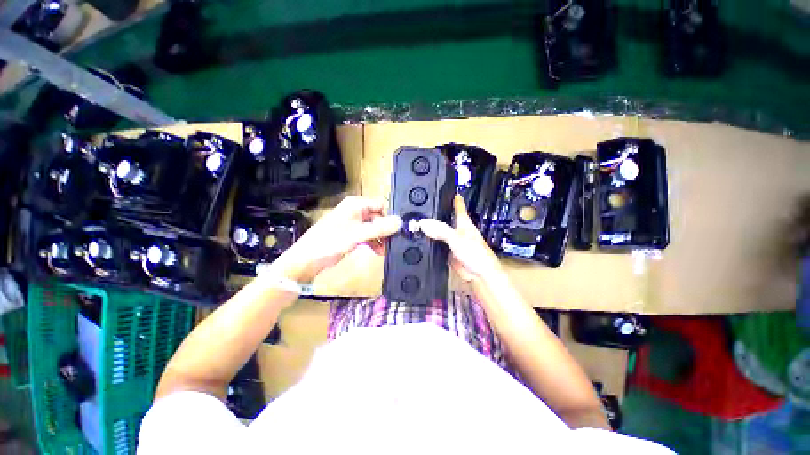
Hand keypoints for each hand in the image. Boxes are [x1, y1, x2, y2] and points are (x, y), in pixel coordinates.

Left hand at [272, 196, 401, 281]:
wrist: (307, 261)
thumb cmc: (330, 242)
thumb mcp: (357, 234)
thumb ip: (379, 228)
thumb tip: (400, 222)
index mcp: (356, 205)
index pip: (380, 205)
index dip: (388, 217)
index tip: (396, 231)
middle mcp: (355, 211)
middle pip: (378, 217)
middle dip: (385, 230)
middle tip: (392, 243)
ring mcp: (353, 223)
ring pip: (374, 228)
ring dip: (380, 238)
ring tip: (385, 251)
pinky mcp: (351, 235)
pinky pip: (367, 235)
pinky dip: (373, 243)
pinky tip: (377, 252)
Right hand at [419, 195, 503, 283]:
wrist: (479, 276)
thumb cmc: (476, 255)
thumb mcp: (458, 239)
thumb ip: (441, 230)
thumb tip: (423, 222)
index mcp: (463, 221)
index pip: (456, 203)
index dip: (449, 194)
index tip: (439, 186)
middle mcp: (457, 228)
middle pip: (444, 215)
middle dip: (433, 210)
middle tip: (419, 204)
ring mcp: (451, 239)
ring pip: (438, 229)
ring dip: (429, 225)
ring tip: (415, 218)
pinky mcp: (447, 250)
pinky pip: (436, 242)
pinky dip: (428, 239)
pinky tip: (420, 237)